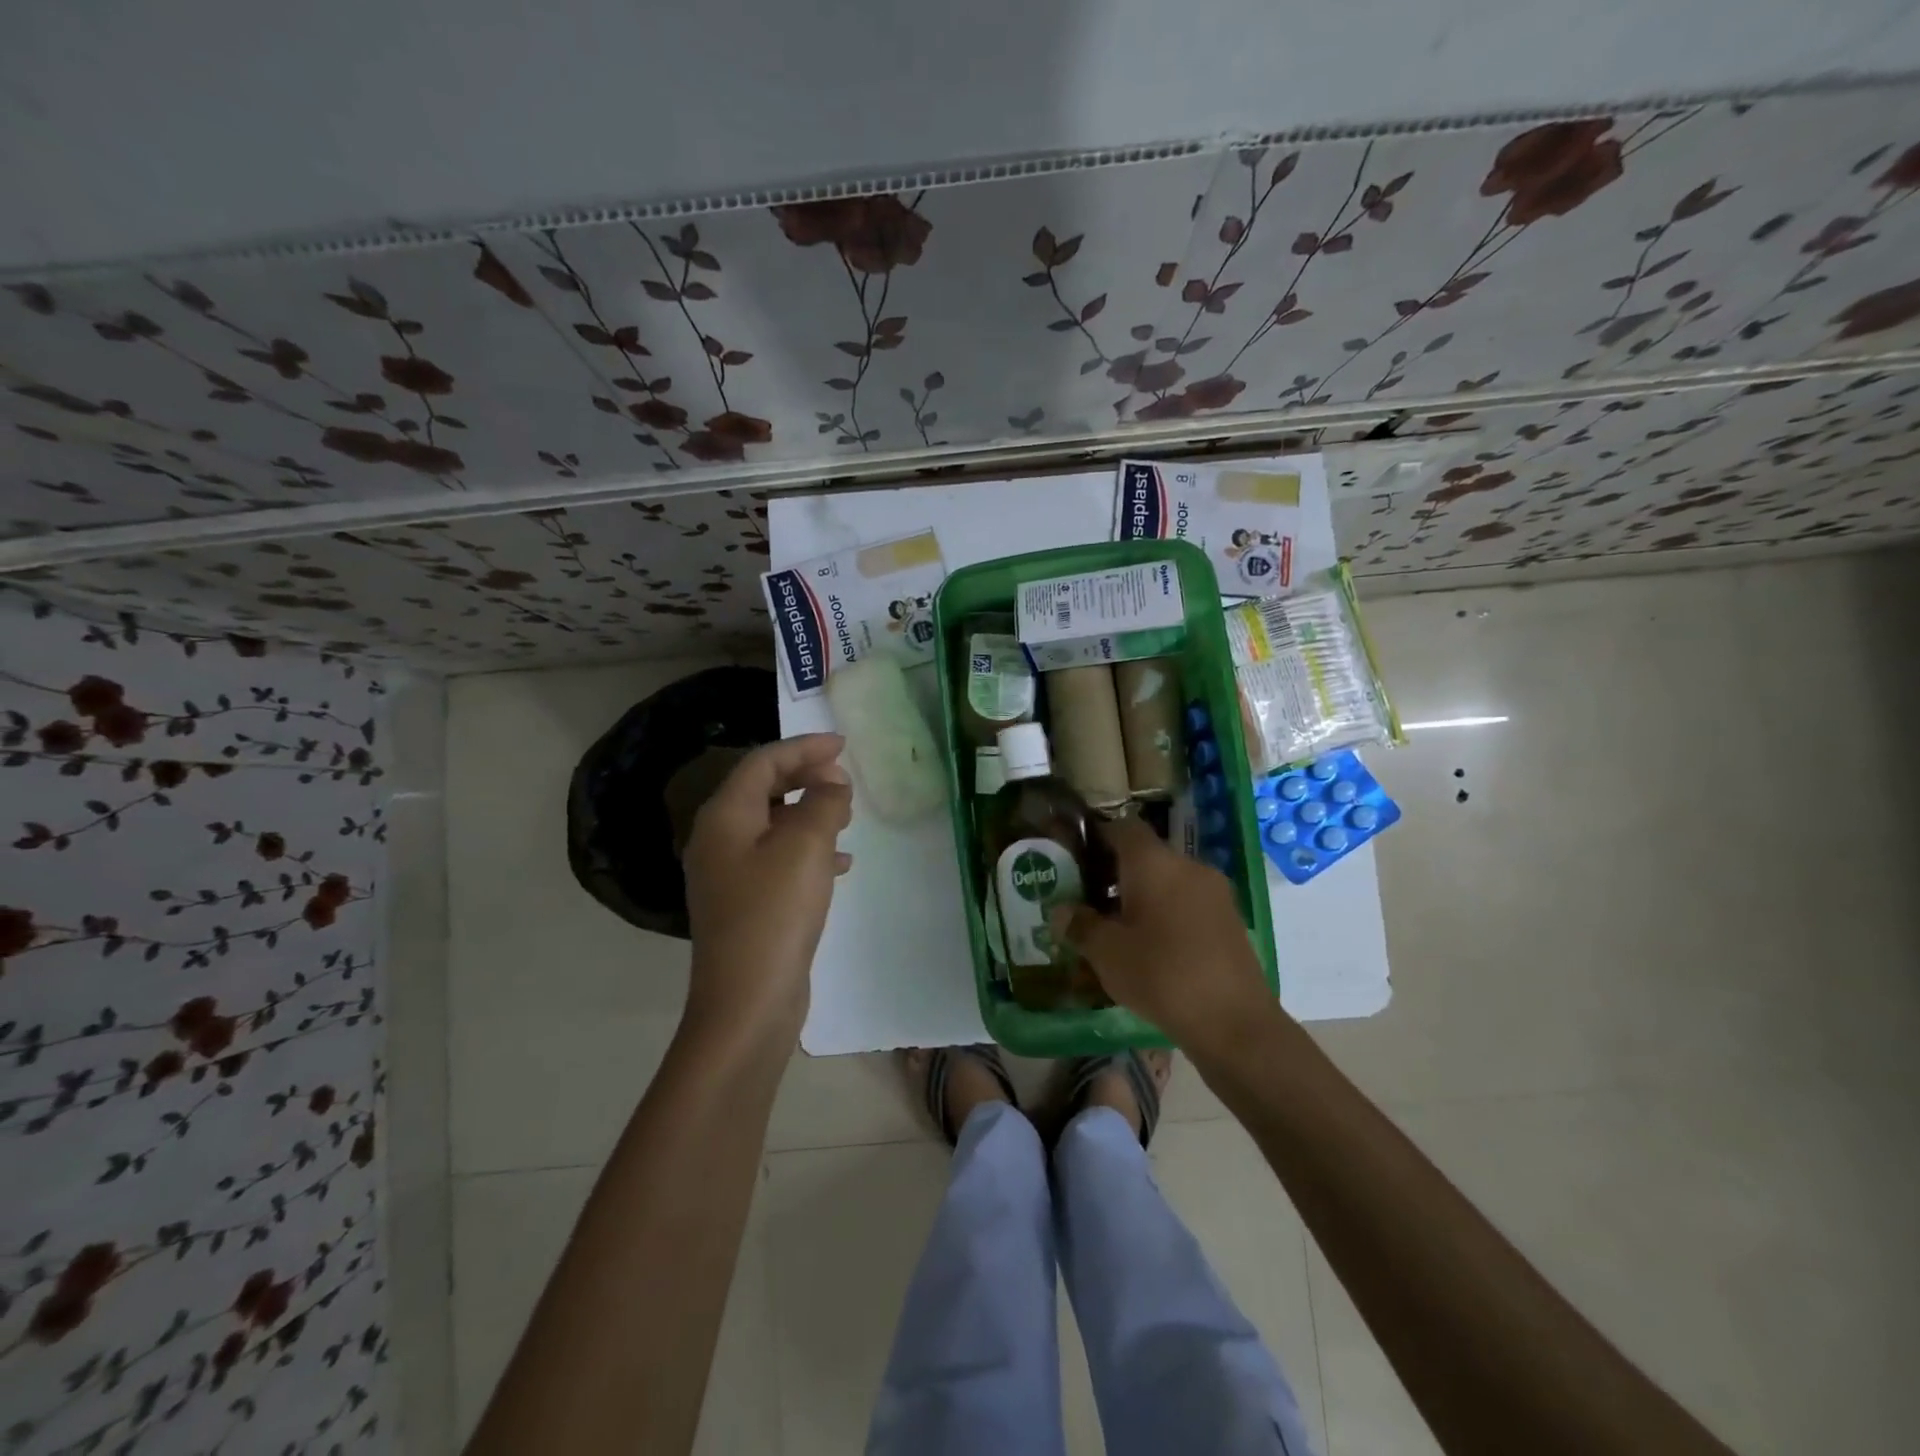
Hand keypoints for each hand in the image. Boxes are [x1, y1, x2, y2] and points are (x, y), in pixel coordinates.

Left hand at [682, 734, 852, 1044]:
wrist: (747, 1002)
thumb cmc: (775, 913)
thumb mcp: (806, 847)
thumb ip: (823, 803)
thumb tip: (832, 780)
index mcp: (725, 817)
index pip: (763, 762)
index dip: (804, 747)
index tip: (843, 745)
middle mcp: (719, 839)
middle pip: (763, 790)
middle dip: (805, 777)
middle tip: (845, 777)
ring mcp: (729, 875)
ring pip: (773, 825)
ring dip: (810, 812)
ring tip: (847, 815)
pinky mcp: (745, 904)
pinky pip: (778, 859)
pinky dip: (808, 850)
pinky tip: (840, 864)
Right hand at [1051, 816, 1275, 1052]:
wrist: (1234, 1022)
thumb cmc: (1161, 975)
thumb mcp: (1106, 953)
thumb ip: (1080, 925)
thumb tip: (1061, 911)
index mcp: (1154, 862)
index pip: (1122, 827)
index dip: (1097, 836)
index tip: (1076, 859)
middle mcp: (1187, 866)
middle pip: (1146, 854)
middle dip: (1116, 872)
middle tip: (1089, 900)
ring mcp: (1214, 892)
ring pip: (1168, 880)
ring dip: (1142, 895)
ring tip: (1117, 928)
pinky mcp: (1230, 919)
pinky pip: (1188, 902)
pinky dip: (1166, 912)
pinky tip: (1152, 947)